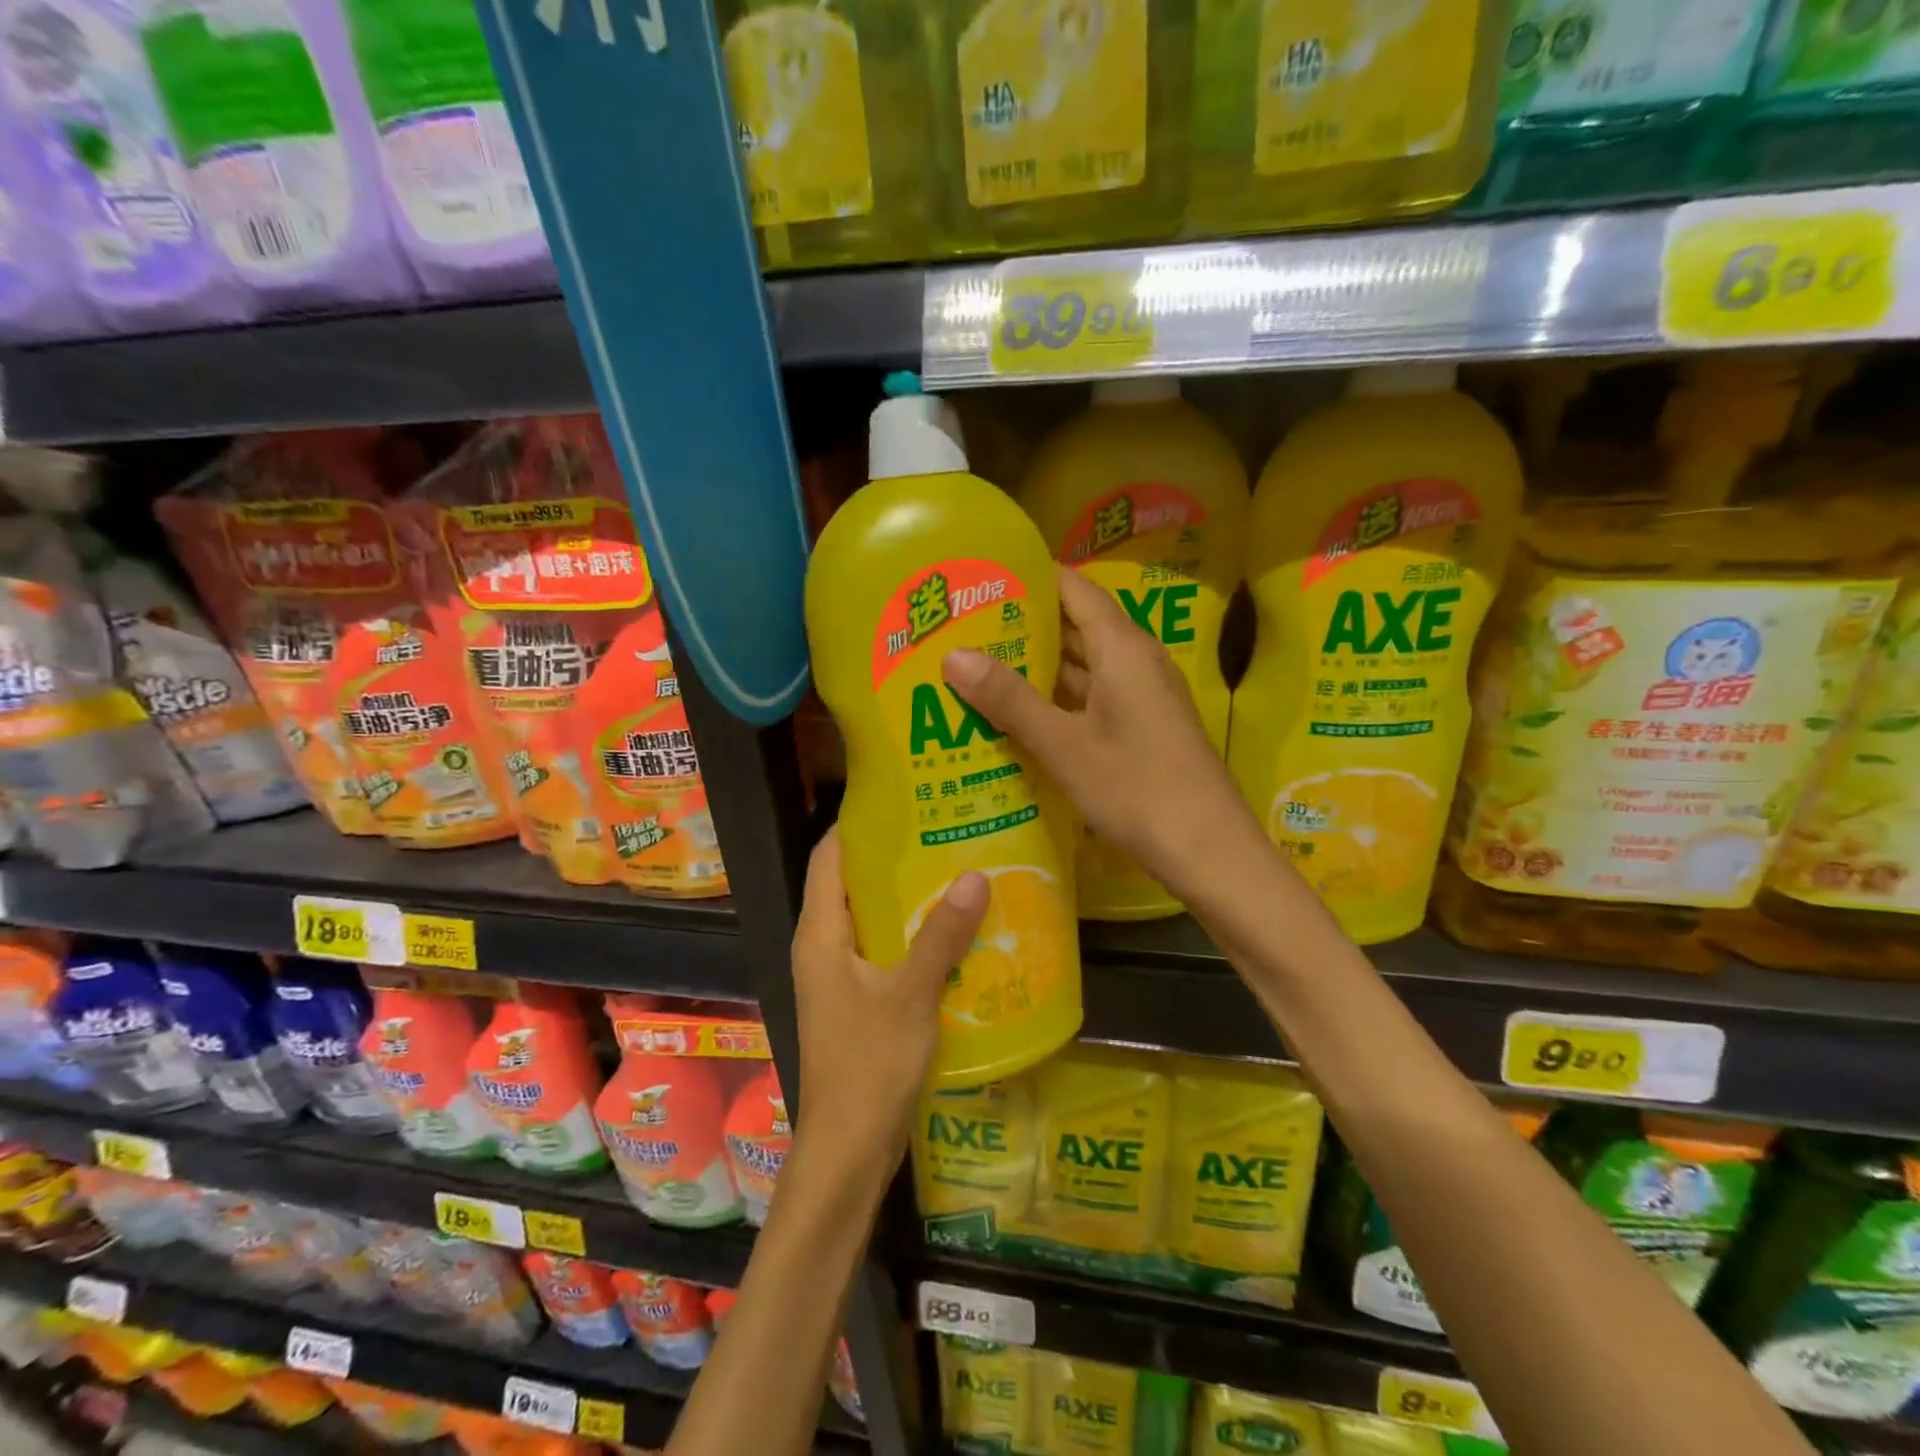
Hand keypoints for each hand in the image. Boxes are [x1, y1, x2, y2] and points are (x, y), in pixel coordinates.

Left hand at [790, 828, 987, 1176]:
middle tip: (945, 826)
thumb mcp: (911, 995)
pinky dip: (912, 930)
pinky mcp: (858, 998)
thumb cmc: (869, 1067)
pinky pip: (884, 947)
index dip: (859, 821)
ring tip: (957, 865)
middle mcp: (823, 945)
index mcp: (821, 933)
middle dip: (894, 853)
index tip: (904, 796)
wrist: (849, 1150)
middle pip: (852, 880)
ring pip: (871, 915)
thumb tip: (975, 873)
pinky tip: (954, 926)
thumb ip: (942, 935)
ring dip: (907, 893)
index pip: (830, 854)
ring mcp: (840, 974)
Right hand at [941, 565, 1263, 906]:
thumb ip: (1009, 699)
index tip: (981, 578)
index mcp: (1123, 648)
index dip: (1030, 577)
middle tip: (964, 626)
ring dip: (1037, 666)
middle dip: (1024, 624)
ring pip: (1083, 667)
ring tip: (978, 664)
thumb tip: (953, 654)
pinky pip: (1091, 698)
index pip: (1074, 589)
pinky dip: (1056, 700)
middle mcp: (1136, 661)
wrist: (1209, 851)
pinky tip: (1017, 714)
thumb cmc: (1136, 788)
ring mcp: (1142, 697)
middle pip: (1076, 626)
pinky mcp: (1142, 728)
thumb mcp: (1064, 745)